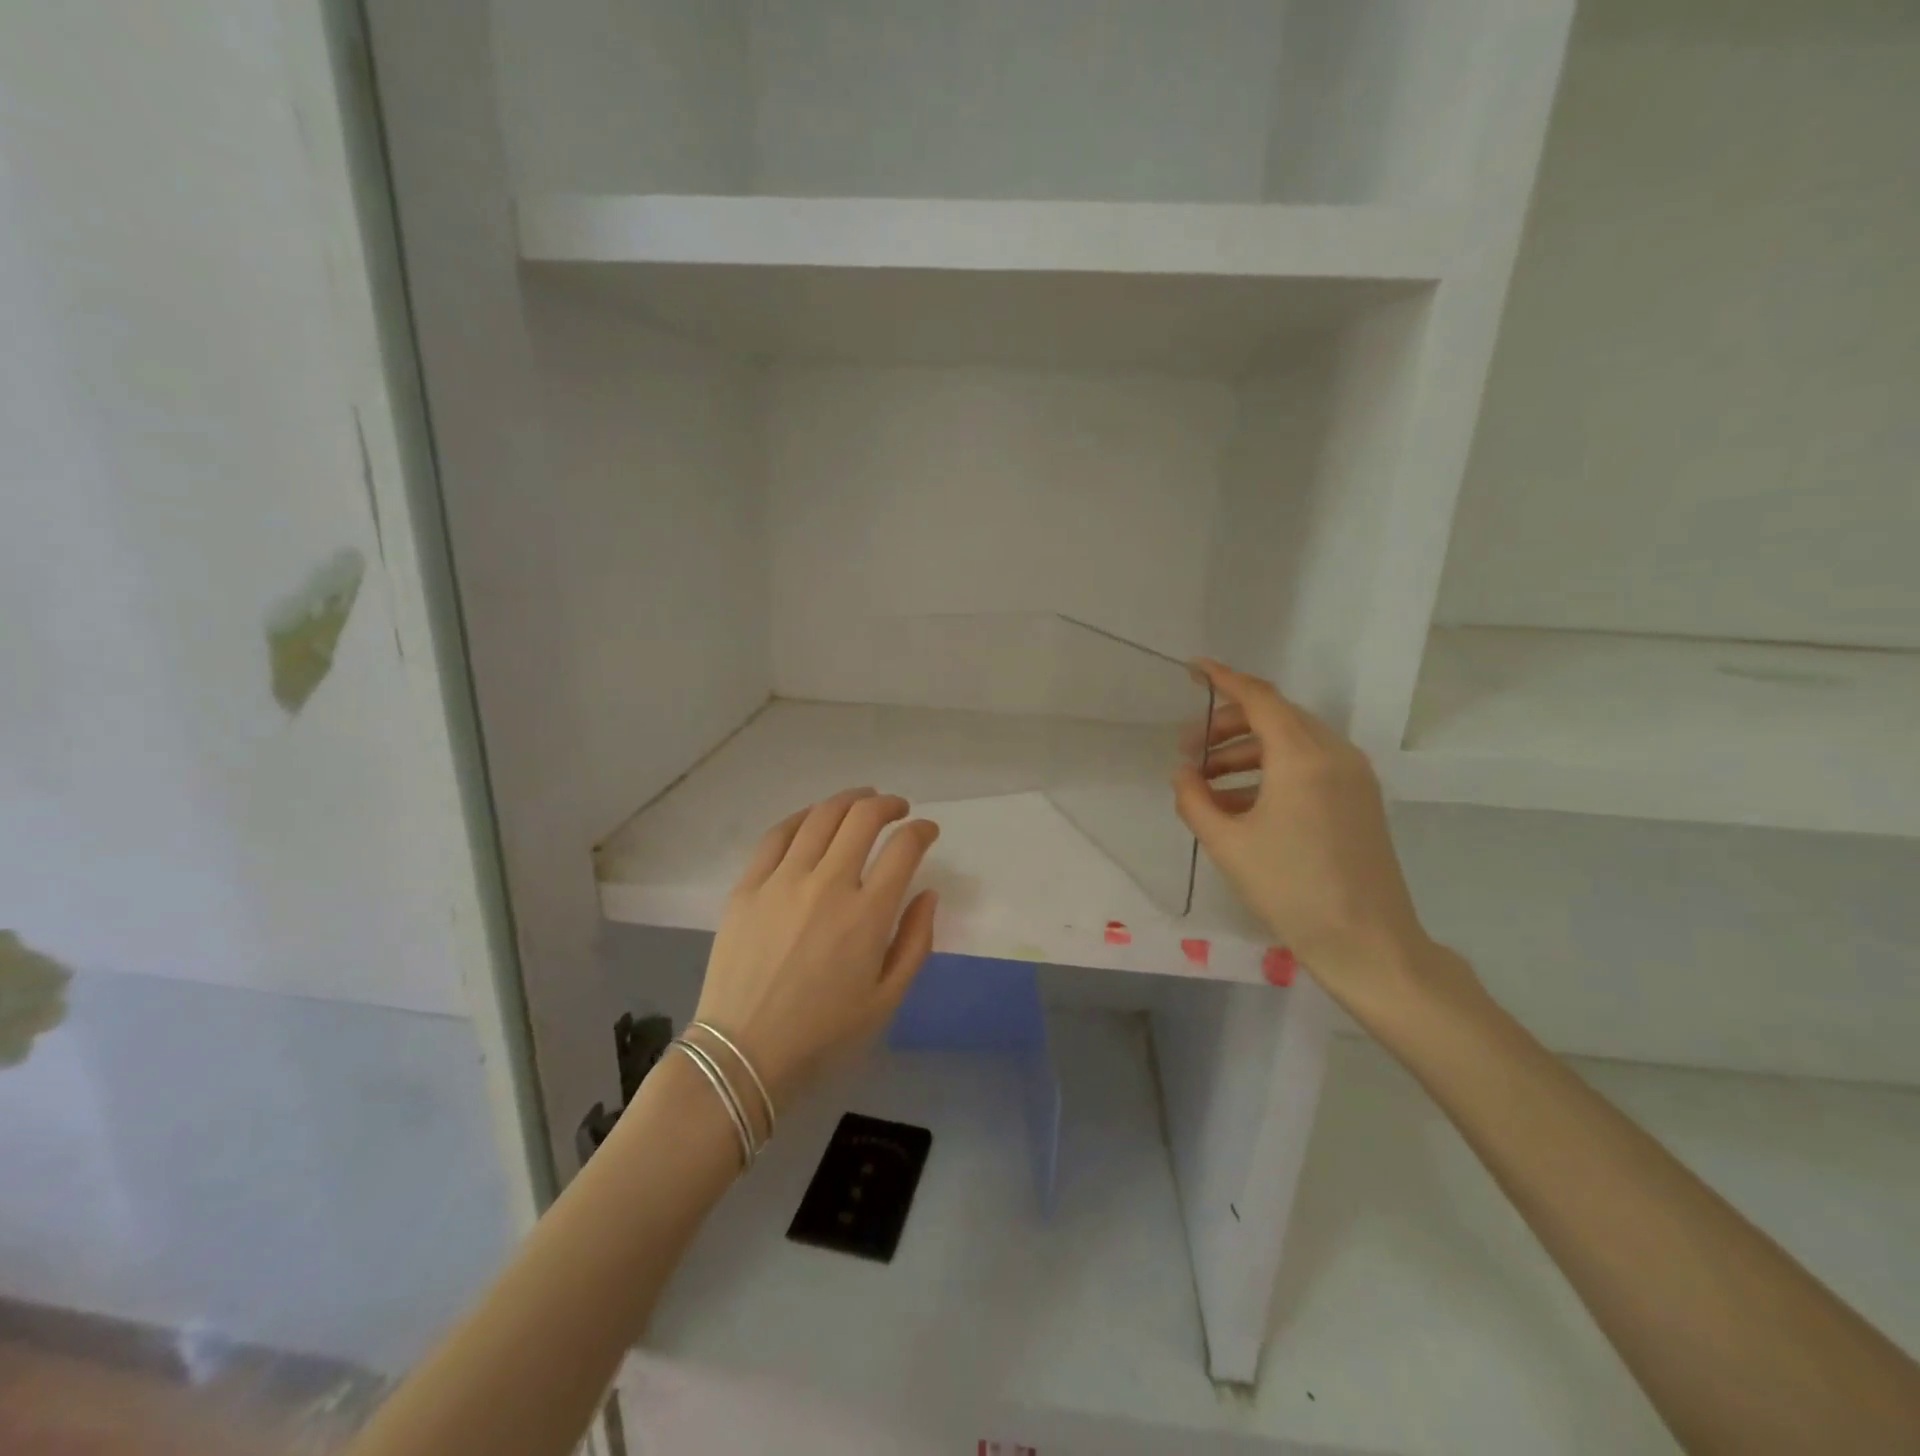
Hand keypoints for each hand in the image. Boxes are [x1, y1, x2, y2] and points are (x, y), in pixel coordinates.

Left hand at [691, 789, 940, 1123]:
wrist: (743, 1055)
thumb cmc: (823, 1034)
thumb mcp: (886, 1000)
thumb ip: (915, 942)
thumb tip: (927, 894)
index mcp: (866, 915)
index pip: (903, 849)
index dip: (922, 831)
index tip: (927, 832)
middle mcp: (827, 885)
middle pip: (862, 819)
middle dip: (888, 805)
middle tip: (898, 809)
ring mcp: (782, 881)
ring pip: (820, 817)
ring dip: (848, 801)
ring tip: (861, 800)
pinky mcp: (747, 887)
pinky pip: (776, 835)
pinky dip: (802, 817)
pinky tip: (813, 818)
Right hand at [1173, 659, 1442, 1012]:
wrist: (1367, 942)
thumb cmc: (1291, 889)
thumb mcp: (1228, 844)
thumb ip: (1194, 799)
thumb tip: (1182, 773)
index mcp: (1302, 756)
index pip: (1259, 697)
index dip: (1223, 679)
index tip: (1193, 670)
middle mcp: (1334, 754)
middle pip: (1275, 716)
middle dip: (1227, 725)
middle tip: (1188, 750)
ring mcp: (1353, 777)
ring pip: (1291, 741)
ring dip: (1246, 751)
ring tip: (1206, 781)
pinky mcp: (1360, 800)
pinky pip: (1309, 767)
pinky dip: (1271, 772)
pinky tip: (1240, 802)